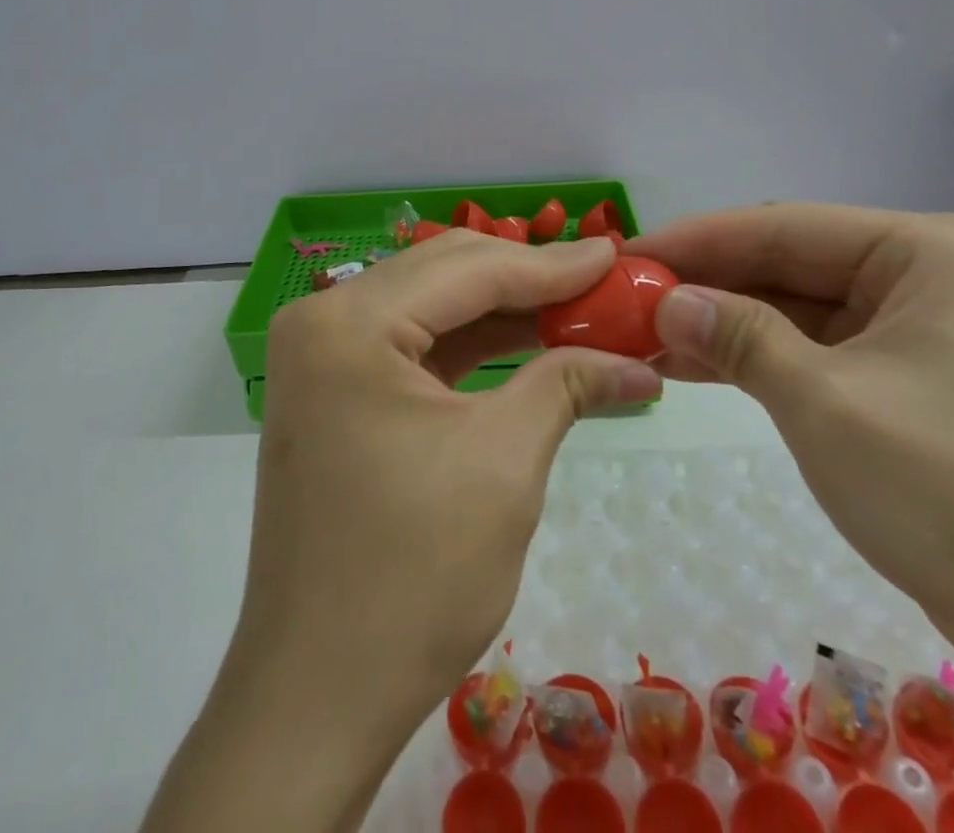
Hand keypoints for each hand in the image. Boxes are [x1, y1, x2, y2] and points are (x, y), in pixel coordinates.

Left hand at [232, 231, 659, 743]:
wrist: (315, 698)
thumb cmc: (412, 576)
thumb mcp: (504, 463)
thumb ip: (566, 384)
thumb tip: (638, 362)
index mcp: (349, 321)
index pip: (469, 270)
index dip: (552, 264)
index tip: (619, 256)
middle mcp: (323, 320)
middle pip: (445, 274)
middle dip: (529, 278)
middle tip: (605, 282)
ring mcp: (323, 356)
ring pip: (431, 306)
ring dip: (505, 309)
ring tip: (579, 309)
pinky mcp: (335, 392)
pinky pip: (414, 346)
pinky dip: (473, 345)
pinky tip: (529, 343)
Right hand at [636, 205, 953, 670]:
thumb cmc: (950, 492)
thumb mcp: (824, 402)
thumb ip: (738, 337)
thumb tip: (664, 301)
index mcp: (919, 251)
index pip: (781, 227)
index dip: (696, 240)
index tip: (625, 253)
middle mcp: (915, 273)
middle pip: (783, 262)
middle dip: (703, 284)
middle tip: (623, 297)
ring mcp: (906, 325)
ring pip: (789, 306)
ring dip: (718, 322)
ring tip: (639, 332)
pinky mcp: (895, 374)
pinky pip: (808, 347)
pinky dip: (750, 356)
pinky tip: (686, 364)